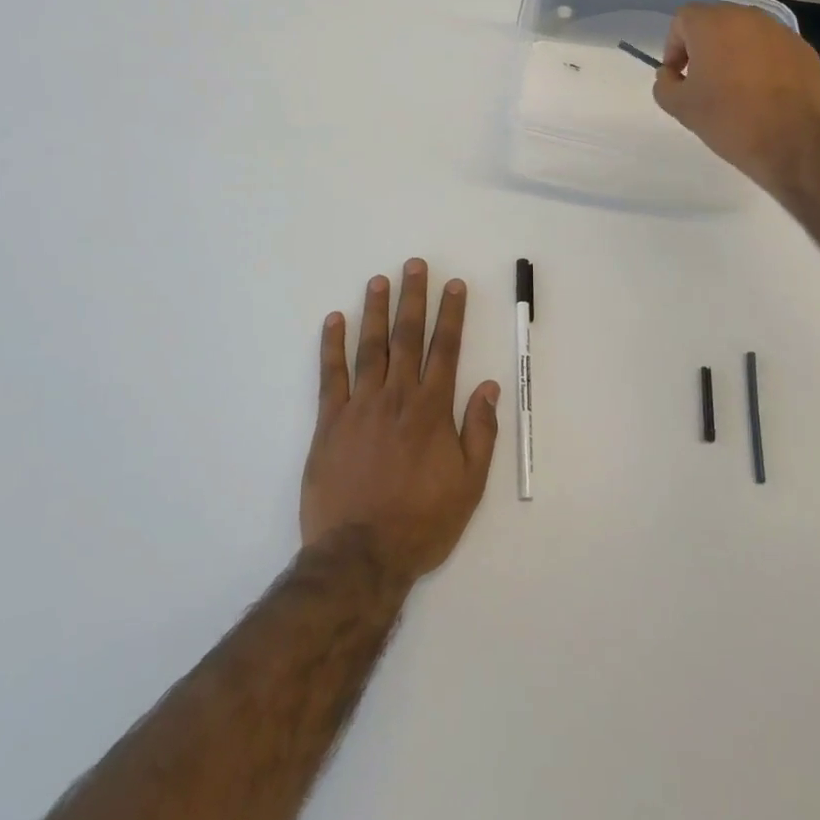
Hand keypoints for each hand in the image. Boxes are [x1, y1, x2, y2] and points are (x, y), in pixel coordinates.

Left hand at [301, 260, 500, 586]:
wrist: (360, 555)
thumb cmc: (422, 522)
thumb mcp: (469, 485)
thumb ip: (480, 432)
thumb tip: (489, 386)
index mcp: (432, 410)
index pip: (445, 349)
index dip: (451, 314)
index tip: (453, 285)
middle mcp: (397, 397)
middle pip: (407, 337)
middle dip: (413, 298)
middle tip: (414, 265)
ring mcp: (360, 406)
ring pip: (370, 347)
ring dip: (375, 310)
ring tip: (378, 280)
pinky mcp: (329, 421)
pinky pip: (331, 375)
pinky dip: (332, 345)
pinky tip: (334, 320)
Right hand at [653, 4, 819, 196]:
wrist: (794, 144)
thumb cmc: (729, 120)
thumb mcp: (680, 107)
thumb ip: (665, 83)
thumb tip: (671, 74)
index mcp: (713, 25)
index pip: (683, 20)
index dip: (674, 46)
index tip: (679, 75)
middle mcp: (748, 18)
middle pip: (716, 22)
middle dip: (704, 47)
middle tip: (703, 81)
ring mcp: (781, 32)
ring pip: (746, 35)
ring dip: (734, 53)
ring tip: (735, 89)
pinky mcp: (804, 50)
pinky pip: (772, 49)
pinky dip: (762, 63)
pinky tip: (764, 94)